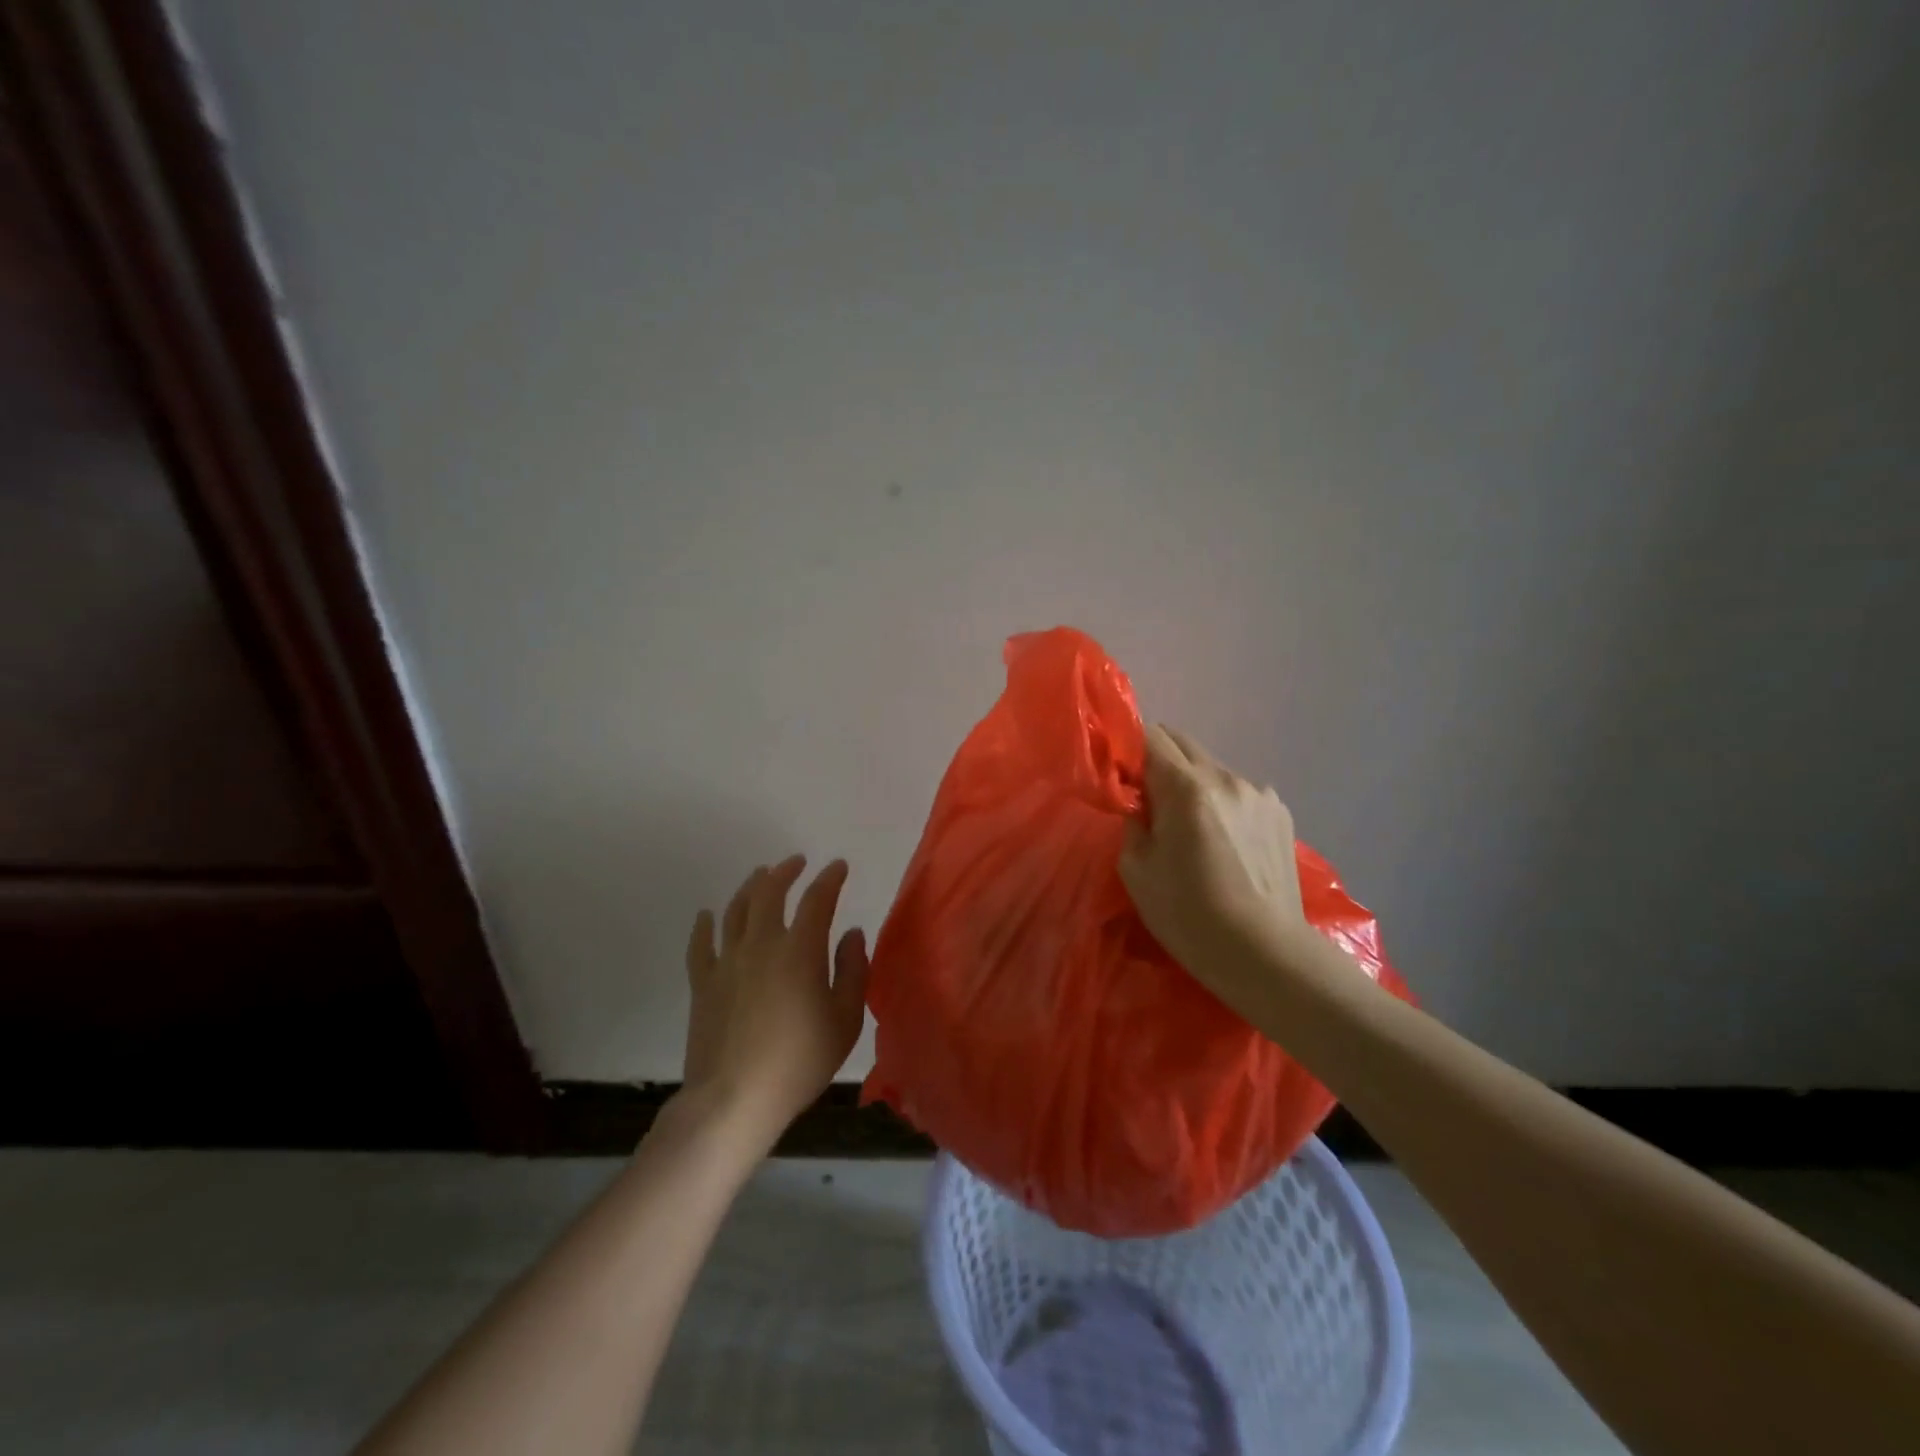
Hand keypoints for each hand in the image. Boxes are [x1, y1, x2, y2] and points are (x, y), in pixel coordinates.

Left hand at [682, 856, 869, 1147]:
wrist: (734, 1099)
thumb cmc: (799, 1061)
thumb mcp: (845, 1020)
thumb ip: (853, 971)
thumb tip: (852, 933)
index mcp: (800, 950)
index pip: (817, 900)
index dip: (829, 879)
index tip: (838, 867)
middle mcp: (762, 944)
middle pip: (770, 892)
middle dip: (785, 871)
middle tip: (796, 863)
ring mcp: (727, 961)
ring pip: (736, 909)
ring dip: (751, 887)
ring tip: (760, 876)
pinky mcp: (703, 983)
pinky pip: (700, 944)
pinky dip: (704, 925)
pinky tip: (707, 915)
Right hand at [1119, 725, 1307, 1007]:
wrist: (1264, 953)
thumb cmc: (1189, 915)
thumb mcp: (1136, 870)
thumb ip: (1134, 821)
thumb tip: (1142, 803)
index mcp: (1187, 788)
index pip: (1151, 736)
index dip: (1130, 748)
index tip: (1121, 775)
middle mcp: (1226, 778)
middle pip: (1183, 743)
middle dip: (1159, 760)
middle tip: (1148, 799)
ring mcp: (1259, 794)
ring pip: (1212, 768)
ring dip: (1193, 784)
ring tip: (1191, 828)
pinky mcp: (1281, 814)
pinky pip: (1238, 792)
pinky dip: (1222, 803)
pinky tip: (1224, 842)